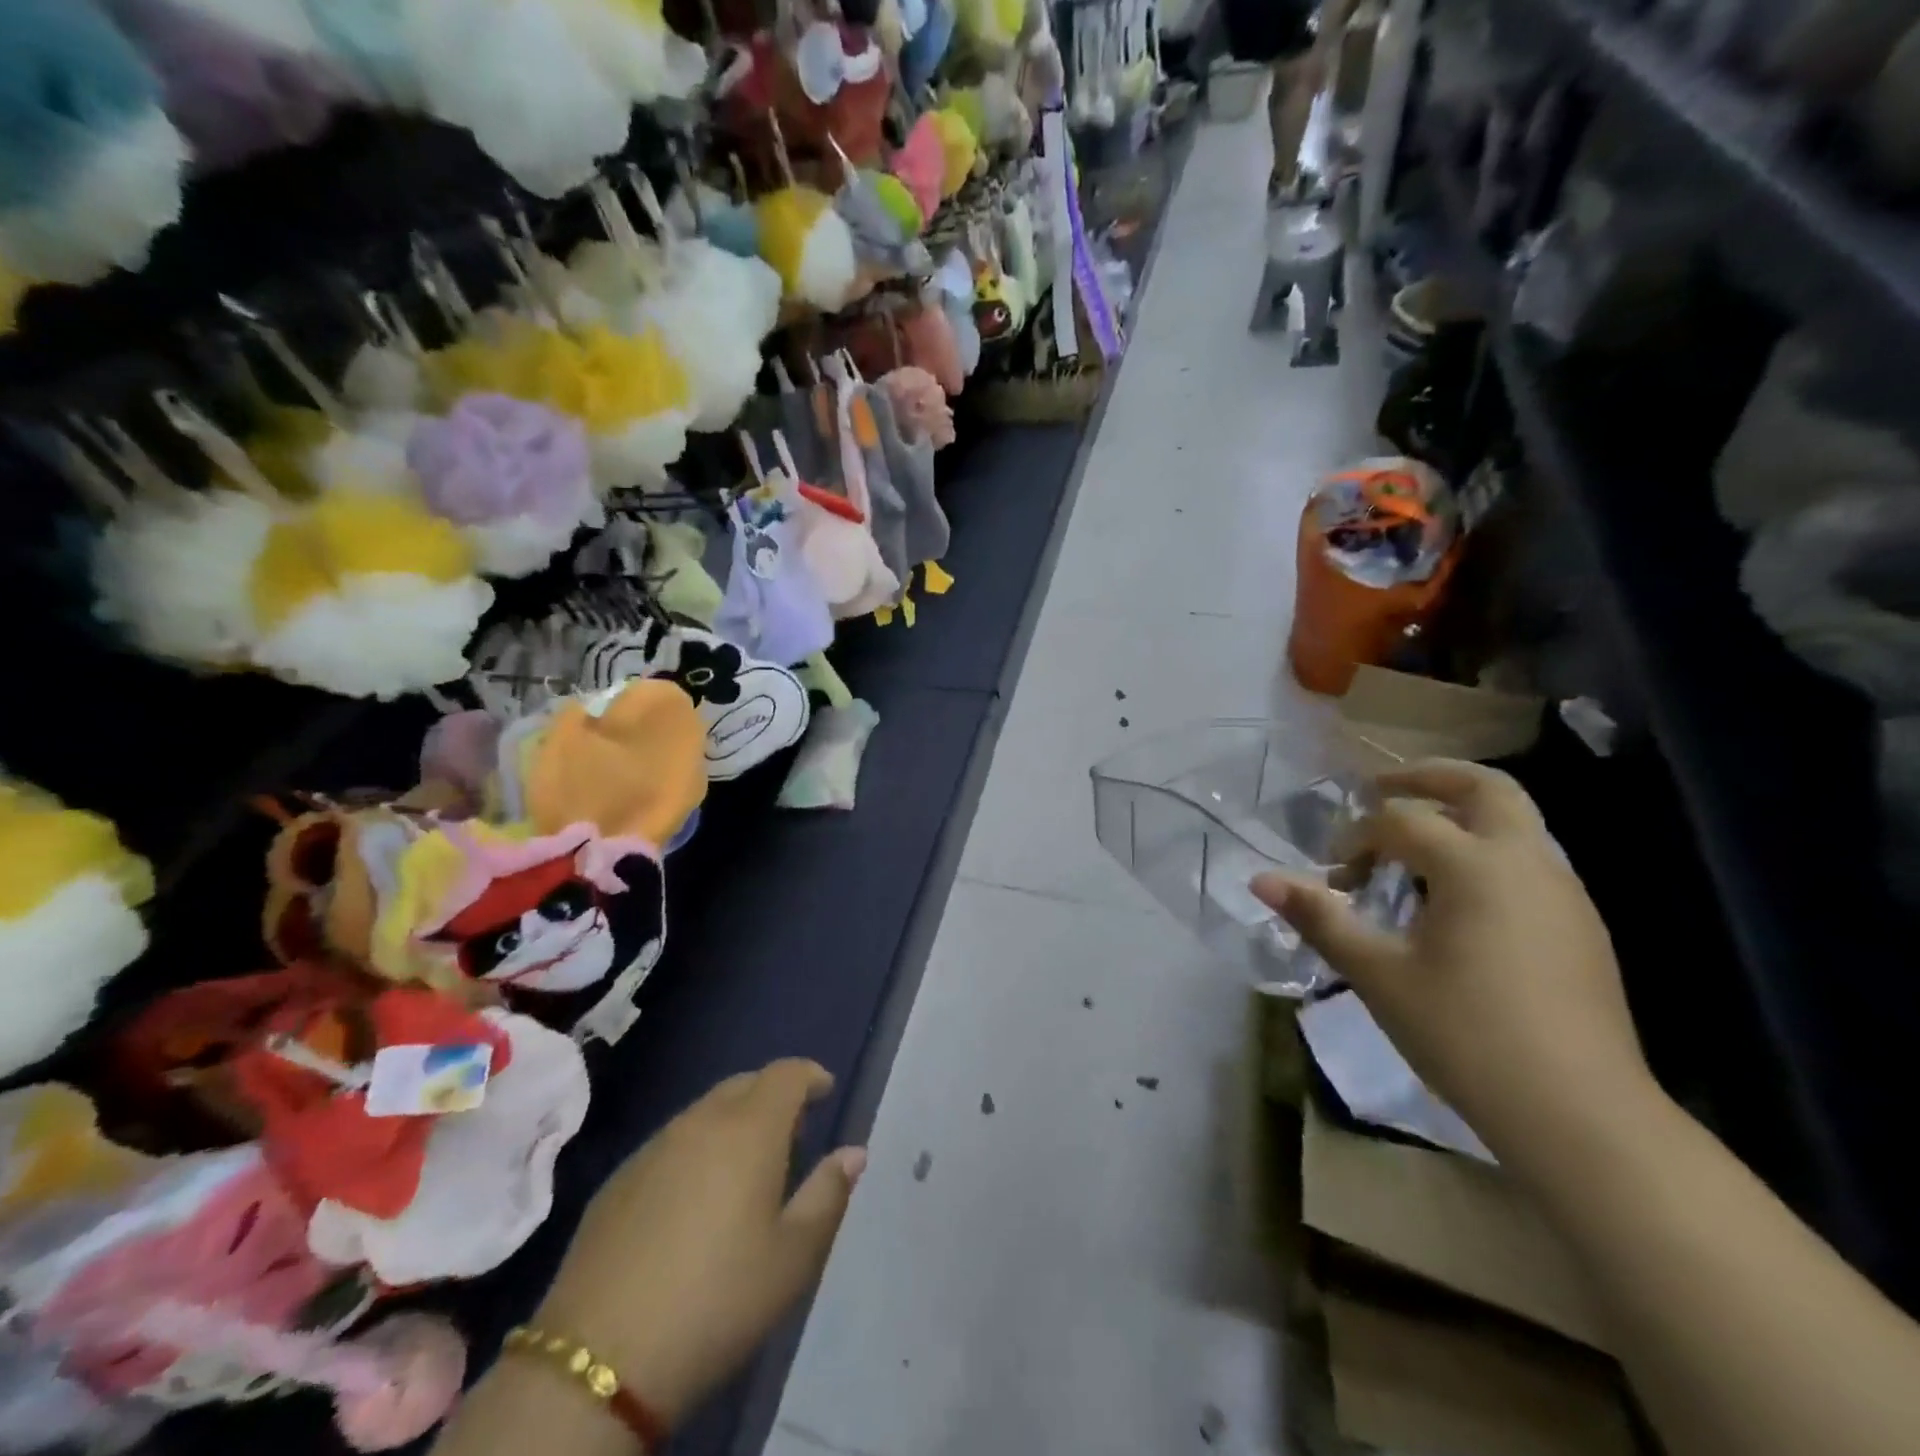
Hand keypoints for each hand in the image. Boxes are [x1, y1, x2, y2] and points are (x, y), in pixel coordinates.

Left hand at [535, 1060, 864, 1428]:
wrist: (597, 1361)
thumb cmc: (717, 1301)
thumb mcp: (792, 1257)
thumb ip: (828, 1194)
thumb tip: (854, 1151)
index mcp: (749, 1130)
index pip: (786, 1074)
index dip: (810, 1075)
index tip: (825, 1091)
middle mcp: (700, 1123)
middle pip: (744, 1084)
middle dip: (773, 1096)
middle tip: (791, 1134)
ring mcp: (652, 1149)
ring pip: (704, 1112)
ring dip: (733, 1122)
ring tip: (745, 1168)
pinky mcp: (617, 1181)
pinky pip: (670, 1143)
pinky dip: (695, 1150)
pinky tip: (693, 1200)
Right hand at [1253, 761, 1653, 1172]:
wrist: (1580, 1115)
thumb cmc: (1466, 1035)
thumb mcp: (1378, 975)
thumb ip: (1320, 918)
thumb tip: (1261, 880)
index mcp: (1476, 866)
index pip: (1401, 821)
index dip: (1356, 840)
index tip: (1334, 880)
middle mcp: (1527, 862)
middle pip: (1483, 786)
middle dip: (1426, 776)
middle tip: (1377, 789)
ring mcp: (1563, 893)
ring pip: (1513, 822)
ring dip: (1457, 816)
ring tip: (1408, 851)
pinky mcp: (1580, 925)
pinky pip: (1526, 861)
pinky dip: (1483, 853)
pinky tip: (1453, 902)